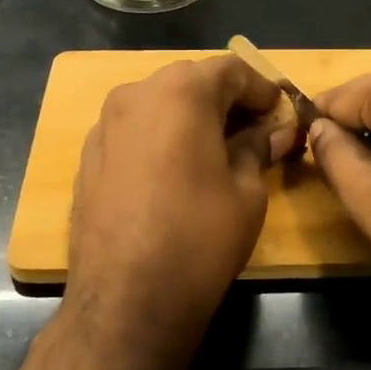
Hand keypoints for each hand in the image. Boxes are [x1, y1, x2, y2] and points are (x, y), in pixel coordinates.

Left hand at [61, 56, 296, 369]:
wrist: (125, 300)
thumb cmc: (199, 237)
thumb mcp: (247, 191)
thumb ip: (259, 147)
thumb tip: (276, 131)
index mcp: (180, 91)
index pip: (231, 70)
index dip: (263, 89)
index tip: (282, 114)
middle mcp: (135, 94)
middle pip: (191, 82)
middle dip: (227, 101)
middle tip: (256, 132)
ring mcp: (105, 125)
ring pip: (159, 104)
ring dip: (192, 118)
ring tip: (219, 152)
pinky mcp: (88, 157)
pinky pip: (135, 131)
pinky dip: (162, 138)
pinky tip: (178, 172)